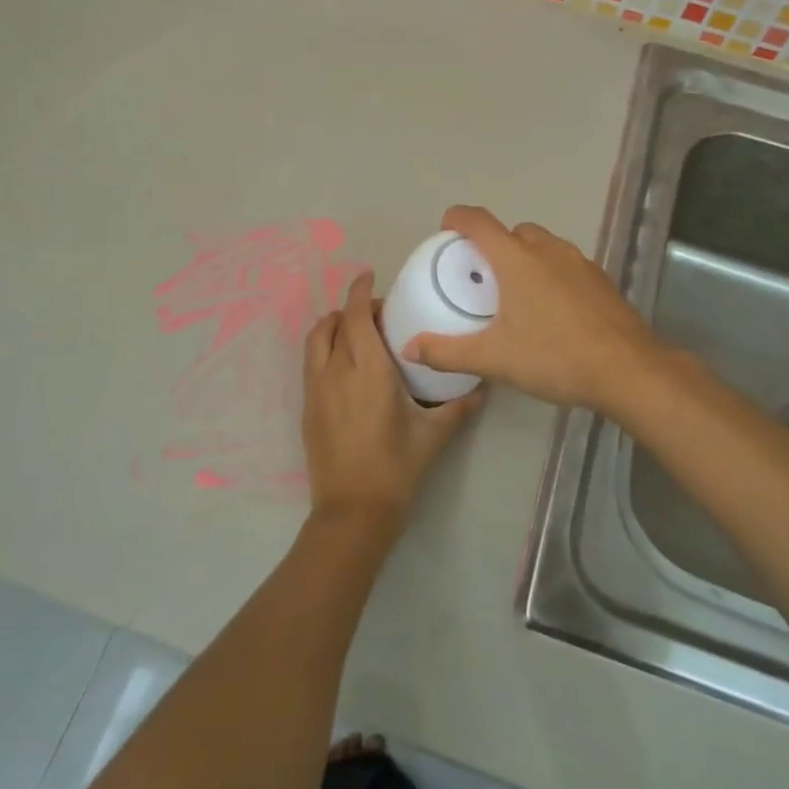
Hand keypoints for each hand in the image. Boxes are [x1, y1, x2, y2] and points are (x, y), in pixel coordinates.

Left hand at [302, 270, 482, 531]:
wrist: (352, 512)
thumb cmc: (395, 469)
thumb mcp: (433, 436)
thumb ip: (458, 407)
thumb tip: (481, 388)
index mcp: (368, 371)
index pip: (357, 317)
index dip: (360, 291)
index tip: (369, 276)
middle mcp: (336, 372)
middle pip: (332, 323)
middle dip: (351, 308)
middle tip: (376, 314)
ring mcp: (316, 391)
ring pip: (315, 341)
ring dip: (333, 327)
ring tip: (357, 334)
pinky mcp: (307, 408)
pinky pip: (311, 364)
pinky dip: (325, 350)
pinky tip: (346, 368)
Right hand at [403, 206, 662, 417]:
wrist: (628, 370)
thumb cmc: (555, 357)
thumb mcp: (494, 359)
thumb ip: (448, 352)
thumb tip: (408, 348)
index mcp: (515, 259)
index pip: (478, 221)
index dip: (457, 219)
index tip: (445, 230)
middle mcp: (547, 250)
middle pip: (512, 231)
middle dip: (493, 244)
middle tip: (481, 277)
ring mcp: (578, 262)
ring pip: (542, 245)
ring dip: (524, 257)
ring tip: (516, 293)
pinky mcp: (600, 279)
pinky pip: (565, 263)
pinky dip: (550, 273)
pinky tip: (551, 309)